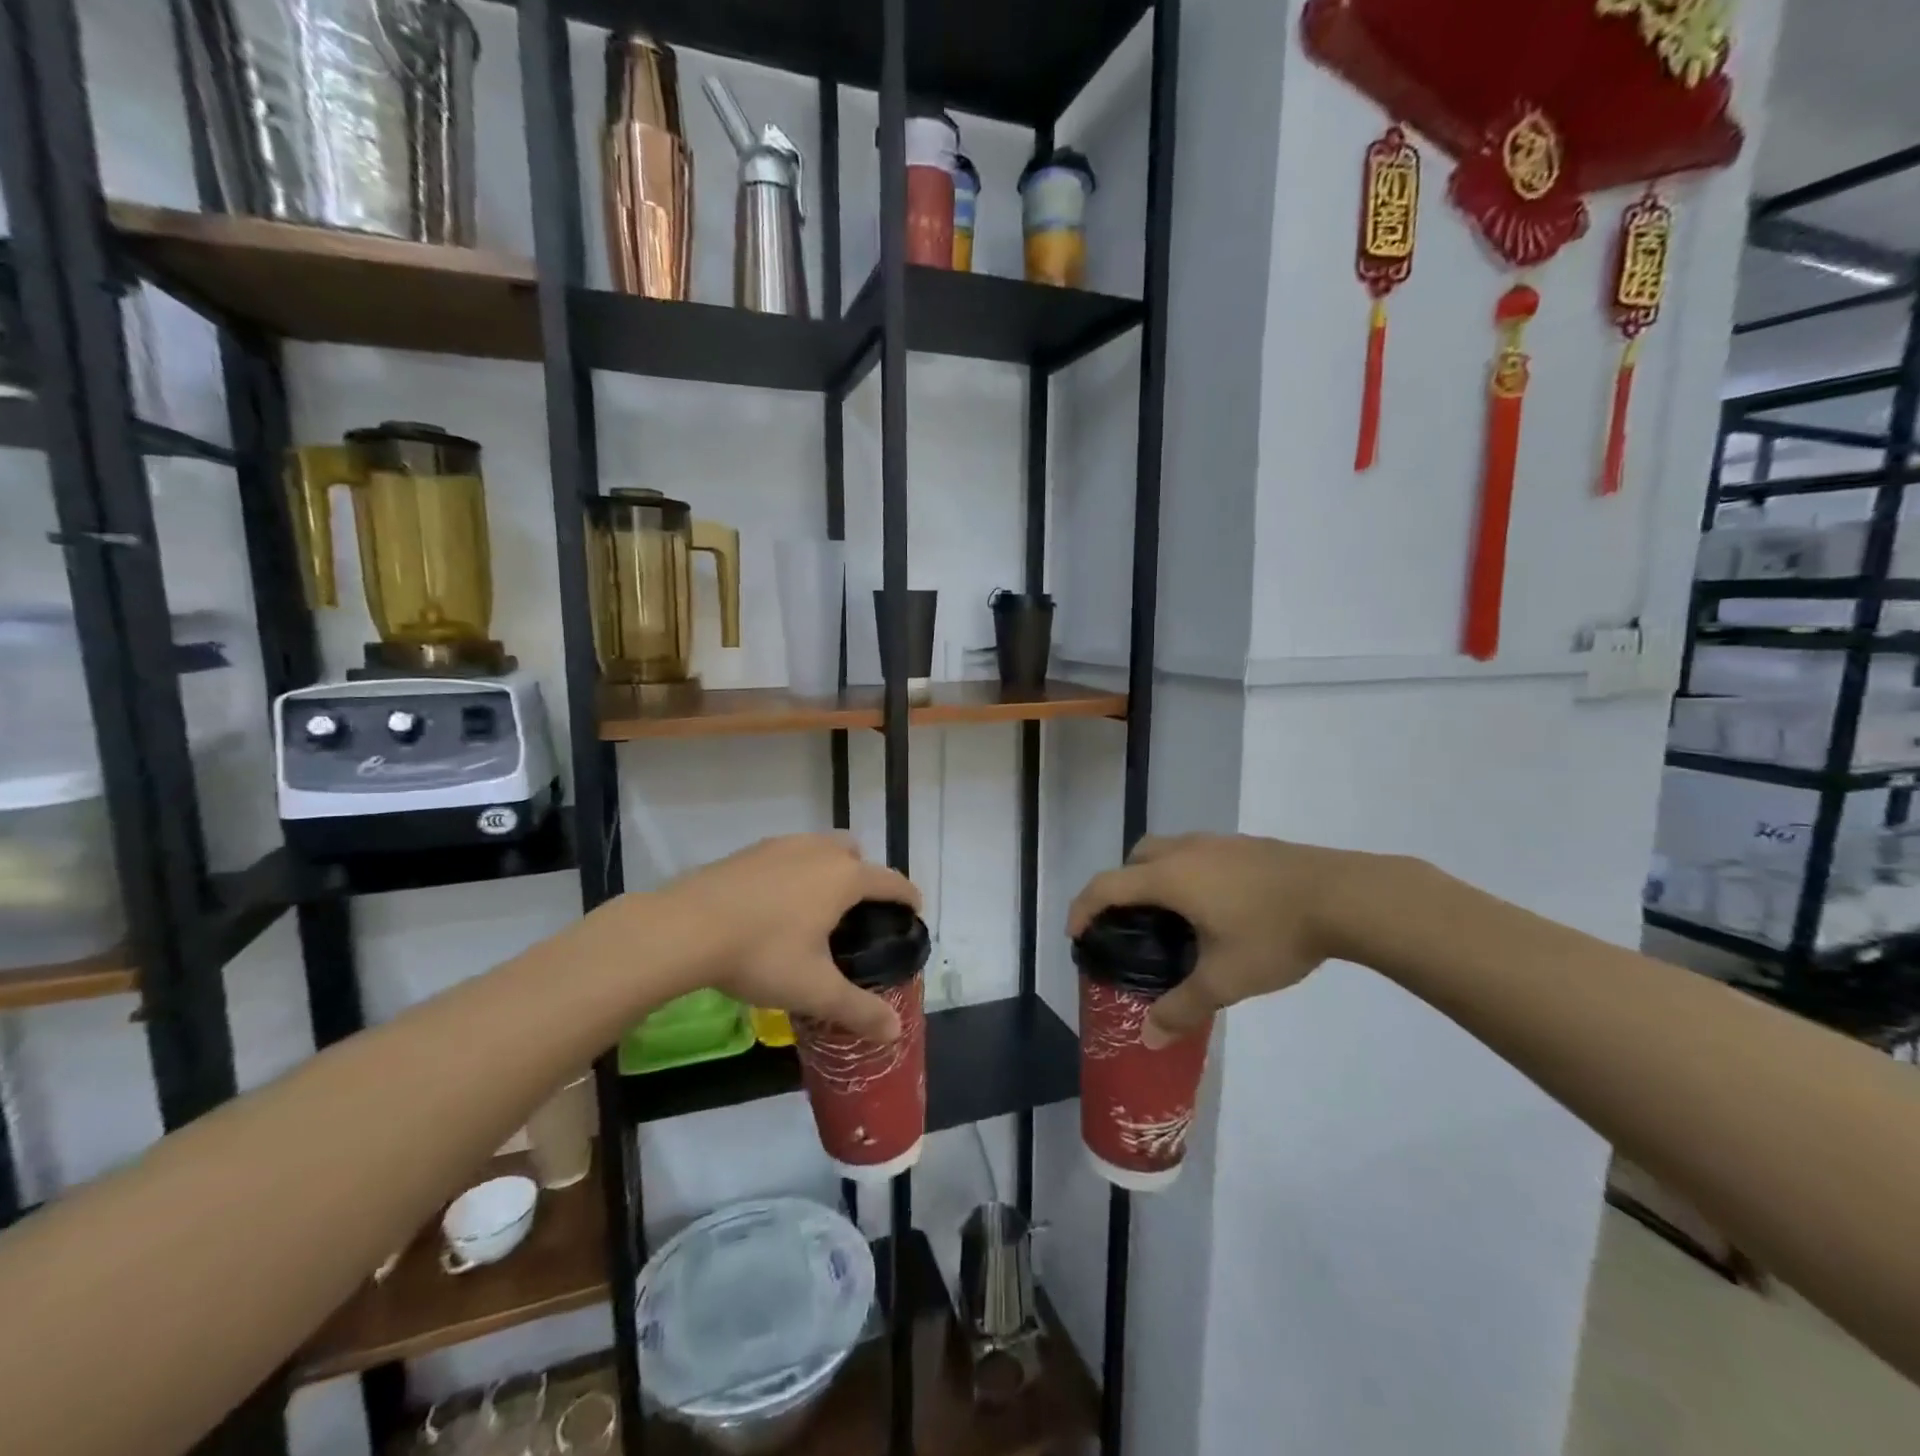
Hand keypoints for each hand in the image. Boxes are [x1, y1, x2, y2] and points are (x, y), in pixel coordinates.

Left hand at [648, 834, 921, 1042]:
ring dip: (828, 869)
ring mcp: (782, 846)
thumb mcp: (814, 990)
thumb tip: (894, 1032)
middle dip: (864, 876)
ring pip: (819, 848)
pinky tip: (773, 904)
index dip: (907, 896)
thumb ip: (858, 1010)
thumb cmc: (762, 954)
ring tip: (815, 908)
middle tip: (855, 914)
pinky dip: (794, 871)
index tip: (914, 911)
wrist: (685, 928)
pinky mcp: (749, 851)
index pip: (891, 881)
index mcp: (844, 878)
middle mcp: (819, 851)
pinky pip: (788, 854)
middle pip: (855, 853)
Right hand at [1068, 834, 1381, 1046]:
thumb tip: (1149, 1038)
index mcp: (1170, 877)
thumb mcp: (1225, 979)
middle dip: (1121, 885)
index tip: (1076, 933)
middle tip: (1130, 923)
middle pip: (1135, 857)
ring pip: (1168, 850)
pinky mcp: (1246, 845)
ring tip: (1173, 916)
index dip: (1083, 907)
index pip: (1108, 885)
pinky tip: (1216, 905)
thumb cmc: (1274, 933)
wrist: (1344, 895)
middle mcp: (1186, 851)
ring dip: (1156, 875)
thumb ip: (1183, 1007)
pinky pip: (1198, 853)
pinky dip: (1187, 873)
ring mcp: (1218, 842)